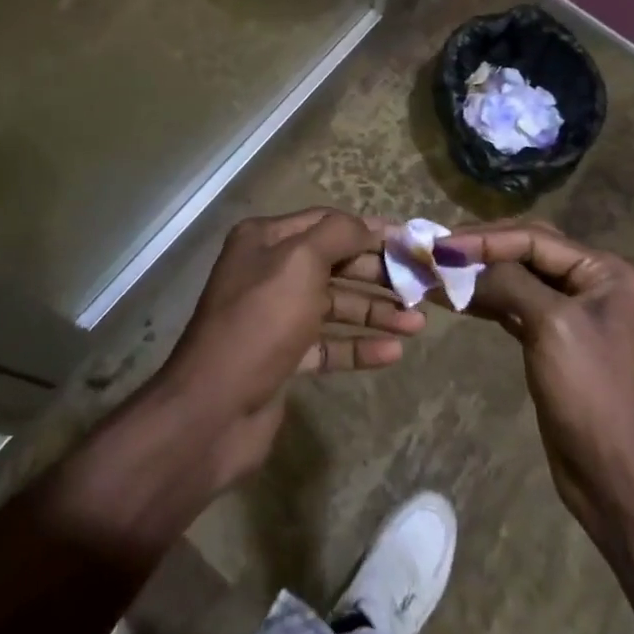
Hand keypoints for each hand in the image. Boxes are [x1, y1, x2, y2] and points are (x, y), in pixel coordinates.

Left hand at [155, 208, 424, 492]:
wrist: (212, 410)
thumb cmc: (260, 321)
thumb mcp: (301, 261)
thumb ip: (338, 234)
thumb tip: (368, 225)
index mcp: (266, 239)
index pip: (327, 222)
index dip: (369, 230)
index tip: (409, 242)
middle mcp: (269, 271)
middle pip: (335, 264)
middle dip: (377, 275)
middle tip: (420, 287)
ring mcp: (275, 316)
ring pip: (335, 306)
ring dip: (375, 313)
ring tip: (417, 325)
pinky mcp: (282, 358)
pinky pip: (328, 345)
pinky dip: (358, 346)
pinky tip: (392, 354)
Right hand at [438, 222, 633, 533]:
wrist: (615, 482)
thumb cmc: (590, 393)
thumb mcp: (551, 326)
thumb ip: (510, 282)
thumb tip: (464, 262)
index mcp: (607, 272)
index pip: (536, 239)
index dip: (487, 239)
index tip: (442, 244)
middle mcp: (594, 283)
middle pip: (529, 251)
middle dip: (483, 250)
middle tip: (439, 251)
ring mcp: (576, 312)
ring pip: (520, 278)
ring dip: (481, 276)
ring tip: (438, 272)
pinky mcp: (556, 340)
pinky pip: (518, 306)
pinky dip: (488, 301)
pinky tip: (457, 299)